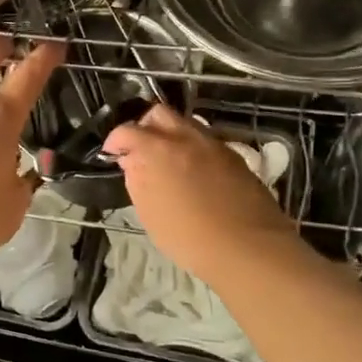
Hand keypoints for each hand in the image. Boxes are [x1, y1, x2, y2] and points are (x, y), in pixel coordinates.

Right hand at [103, 104, 300, 284]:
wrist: (249, 248)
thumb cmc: (189, 236)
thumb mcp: (149, 214)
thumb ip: (137, 180)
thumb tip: (132, 162)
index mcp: (158, 149)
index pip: (127, 130)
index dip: (115, 140)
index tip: (113, 154)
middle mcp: (186, 137)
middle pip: (159, 114)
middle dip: (145, 126)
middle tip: (140, 150)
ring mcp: (214, 145)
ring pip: (186, 125)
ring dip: (172, 136)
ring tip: (168, 163)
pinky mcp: (235, 157)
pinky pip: (207, 142)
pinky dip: (194, 150)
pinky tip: (194, 175)